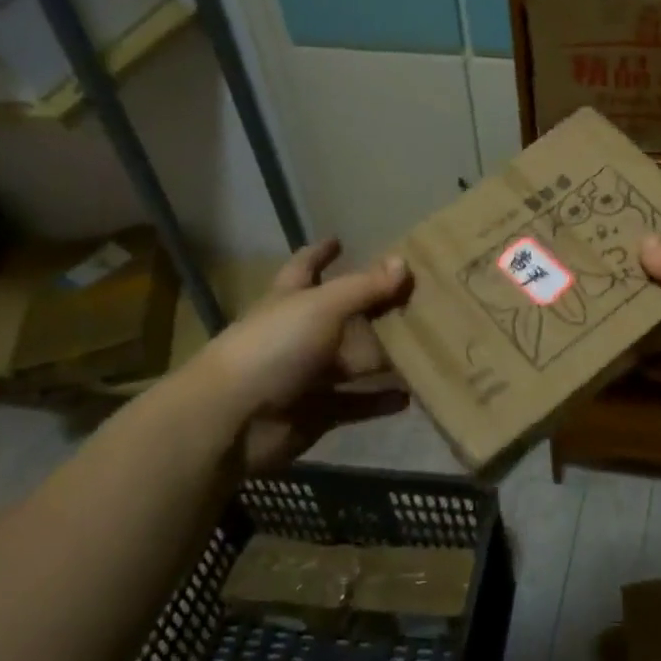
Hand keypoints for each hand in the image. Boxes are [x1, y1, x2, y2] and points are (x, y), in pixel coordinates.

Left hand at [195, 239, 411, 469]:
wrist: (234, 420)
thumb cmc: (274, 348)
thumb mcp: (322, 307)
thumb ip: (364, 287)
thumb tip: (404, 261)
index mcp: (290, 300)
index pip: (305, 267)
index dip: (320, 253)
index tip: (339, 240)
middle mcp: (299, 335)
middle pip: (342, 316)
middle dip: (372, 307)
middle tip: (414, 297)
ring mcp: (308, 376)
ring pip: (354, 362)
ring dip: (384, 358)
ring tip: (425, 348)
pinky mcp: (318, 412)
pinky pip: (357, 404)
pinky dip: (380, 401)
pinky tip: (409, 396)